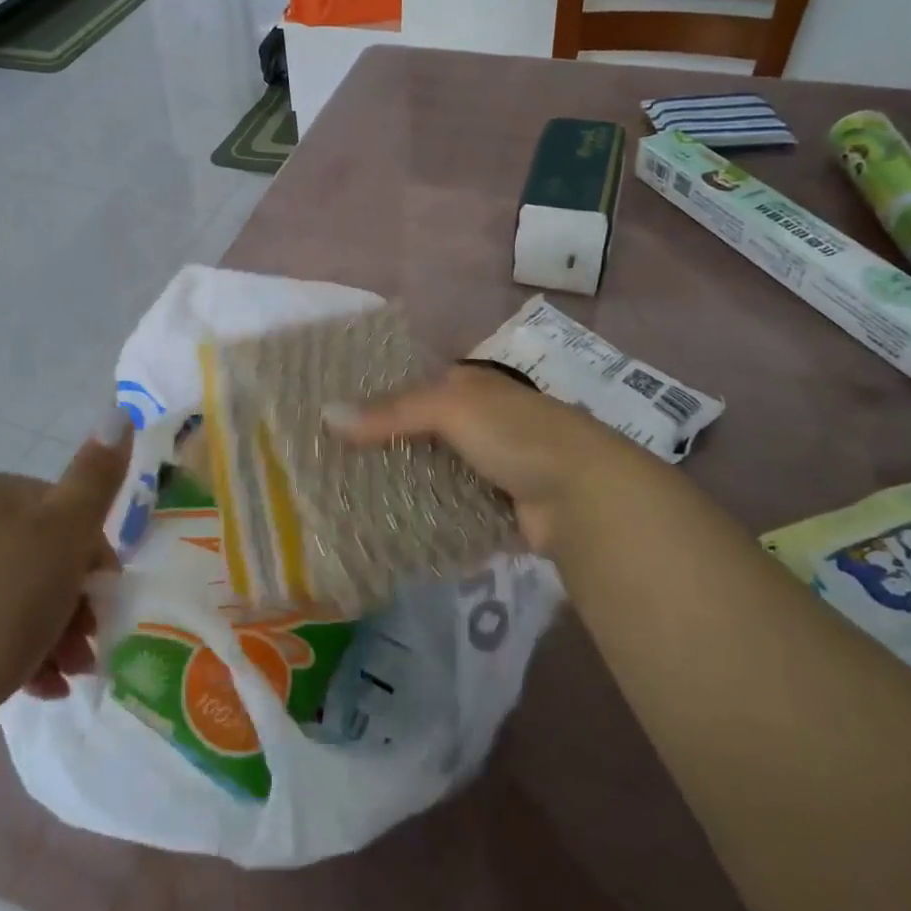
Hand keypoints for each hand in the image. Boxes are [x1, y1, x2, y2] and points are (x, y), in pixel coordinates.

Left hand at [0, 409, 131, 736]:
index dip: (95, 555)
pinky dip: (14, 654)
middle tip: (90, 647)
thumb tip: (118, 412)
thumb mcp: (62, 534)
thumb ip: (95, 477)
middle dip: (75, 601)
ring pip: (12, 597)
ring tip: (66, 677)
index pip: (65, 510)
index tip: (107, 599)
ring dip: (52, 633)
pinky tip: (34, 690)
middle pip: (39, 556)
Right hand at [329, 365, 657, 554]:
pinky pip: (452, 507)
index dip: (377, 399)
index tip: (334, 418)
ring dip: (405, 483)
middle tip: (334, 464)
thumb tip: (326, 416)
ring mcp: (491, 465)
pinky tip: (393, 524)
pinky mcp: (497, 507)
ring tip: (352, 496)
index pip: (413, 386)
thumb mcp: (450, 408)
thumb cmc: (516, 433)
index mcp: (472, 386)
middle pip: (421, 431)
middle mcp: (481, 421)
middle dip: (385, 446)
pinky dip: (428, 514)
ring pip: (435, 471)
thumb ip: (390, 412)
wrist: (585, 494)